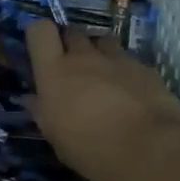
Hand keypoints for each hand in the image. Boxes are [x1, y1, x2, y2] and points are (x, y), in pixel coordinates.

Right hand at [24, 20, 179, 180]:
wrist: (147, 150)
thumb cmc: (90, 148)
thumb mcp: (55, 136)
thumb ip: (42, 111)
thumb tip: (31, 99)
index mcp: (55, 72)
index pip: (39, 30)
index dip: (39, 35)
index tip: (42, 51)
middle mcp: (84, 57)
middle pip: (73, 32)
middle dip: (71, 45)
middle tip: (73, 69)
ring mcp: (117, 59)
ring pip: (103, 41)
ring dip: (100, 53)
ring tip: (104, 76)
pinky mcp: (145, 68)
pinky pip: (129, 61)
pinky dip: (126, 72)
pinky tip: (132, 93)